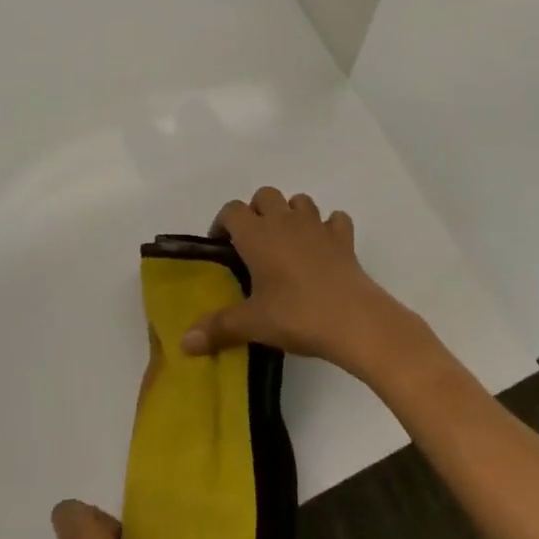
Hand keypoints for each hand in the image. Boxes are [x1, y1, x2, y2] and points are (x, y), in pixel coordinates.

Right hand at [182, 187, 425, 378]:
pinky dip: (329, 227)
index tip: (223, 248)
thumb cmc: (296, 315)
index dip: (223, 224)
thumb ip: (217, 329)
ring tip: (287, 243)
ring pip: (299, 201)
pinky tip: (325, 248)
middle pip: (265, 195)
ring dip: (291, 214)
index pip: (232, 210)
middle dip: (257, 212)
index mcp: (256, 234)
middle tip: (255, 244)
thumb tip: (184, 343)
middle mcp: (284, 221)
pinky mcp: (343, 239)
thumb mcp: (252, 324)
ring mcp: (317, 226)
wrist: (354, 320)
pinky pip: (335, 220)